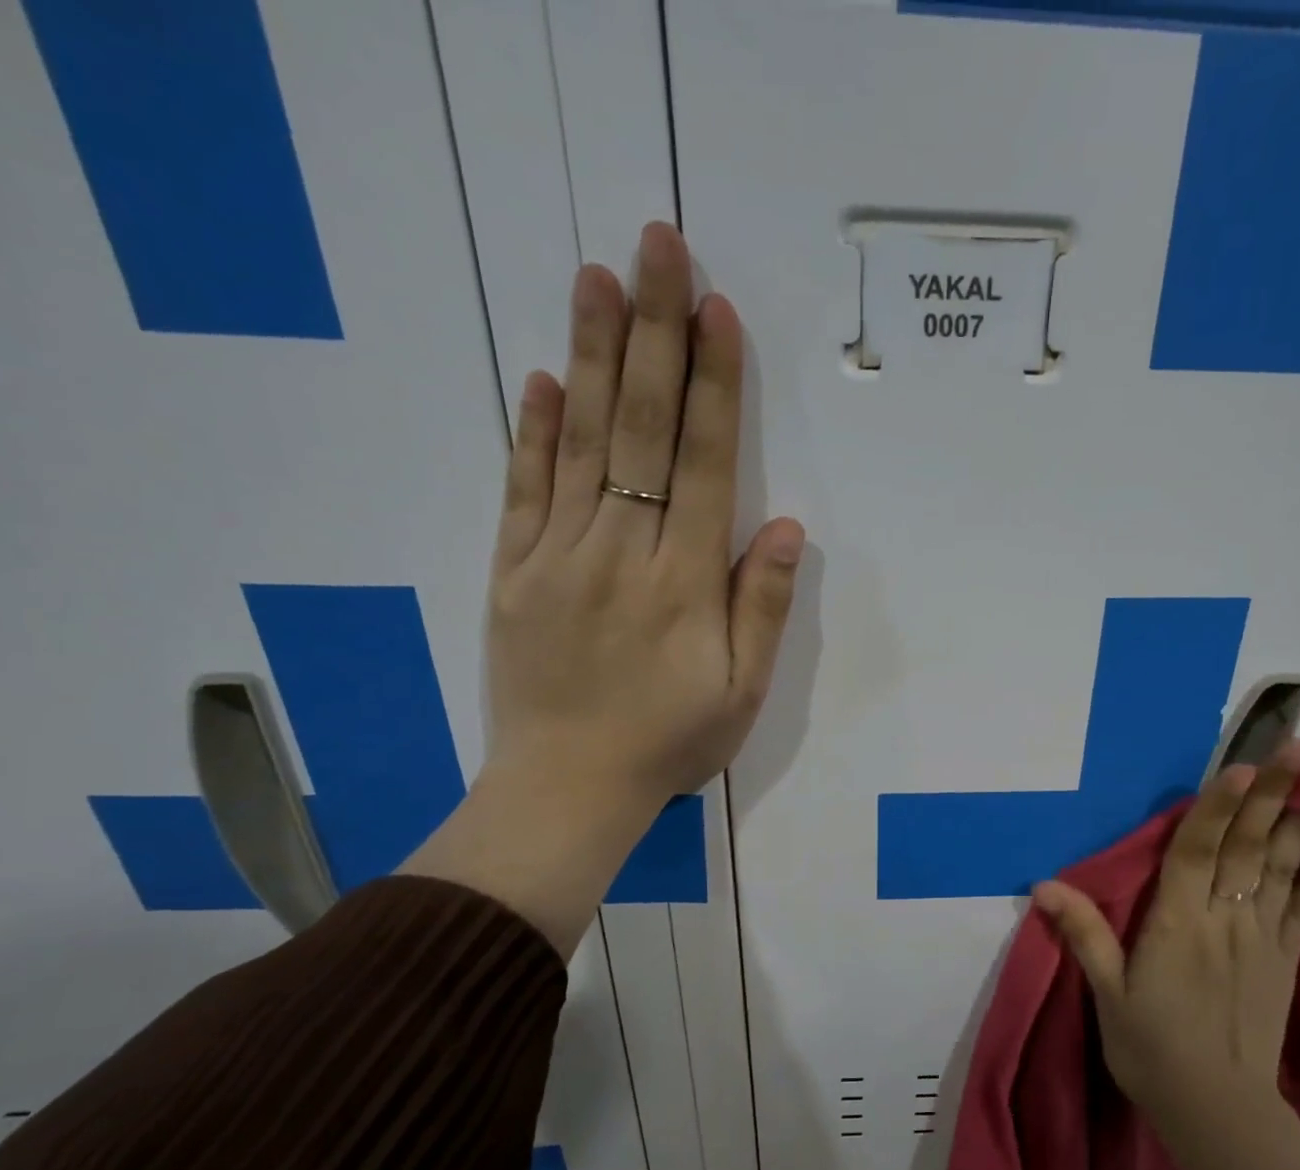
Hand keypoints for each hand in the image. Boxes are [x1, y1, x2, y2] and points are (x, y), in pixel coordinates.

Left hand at [486, 221, 803, 810]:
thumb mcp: (741, 693)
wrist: (565, 792)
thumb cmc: (668, 745)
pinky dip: (532, 431)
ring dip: (591, 354)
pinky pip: (522, 490)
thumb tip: (786, 526)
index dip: (713, 384)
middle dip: (655, 333)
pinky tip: (541, 377)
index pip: (702, 463)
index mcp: (683, 583)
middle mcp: (620, 552)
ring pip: (579, 442)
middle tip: (659, 247)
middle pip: (640, 428)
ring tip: (598, 277)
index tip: (717, 311)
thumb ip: (761, 607)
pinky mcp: (512, 573)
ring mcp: (556, 557)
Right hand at [1033, 740, 1299, 1130]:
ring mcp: (1263, 939)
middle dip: (1273, 793)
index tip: (1240, 765)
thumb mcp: (1107, 994)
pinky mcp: (1285, 961)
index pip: (1199, 852)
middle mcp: (1226, 920)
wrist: (1218, 1112)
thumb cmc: (1152, 1049)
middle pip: (1250, 847)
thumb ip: (1084, 935)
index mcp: (1178, 924)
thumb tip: (1044, 885)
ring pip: (1283, 868)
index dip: (1218, 807)